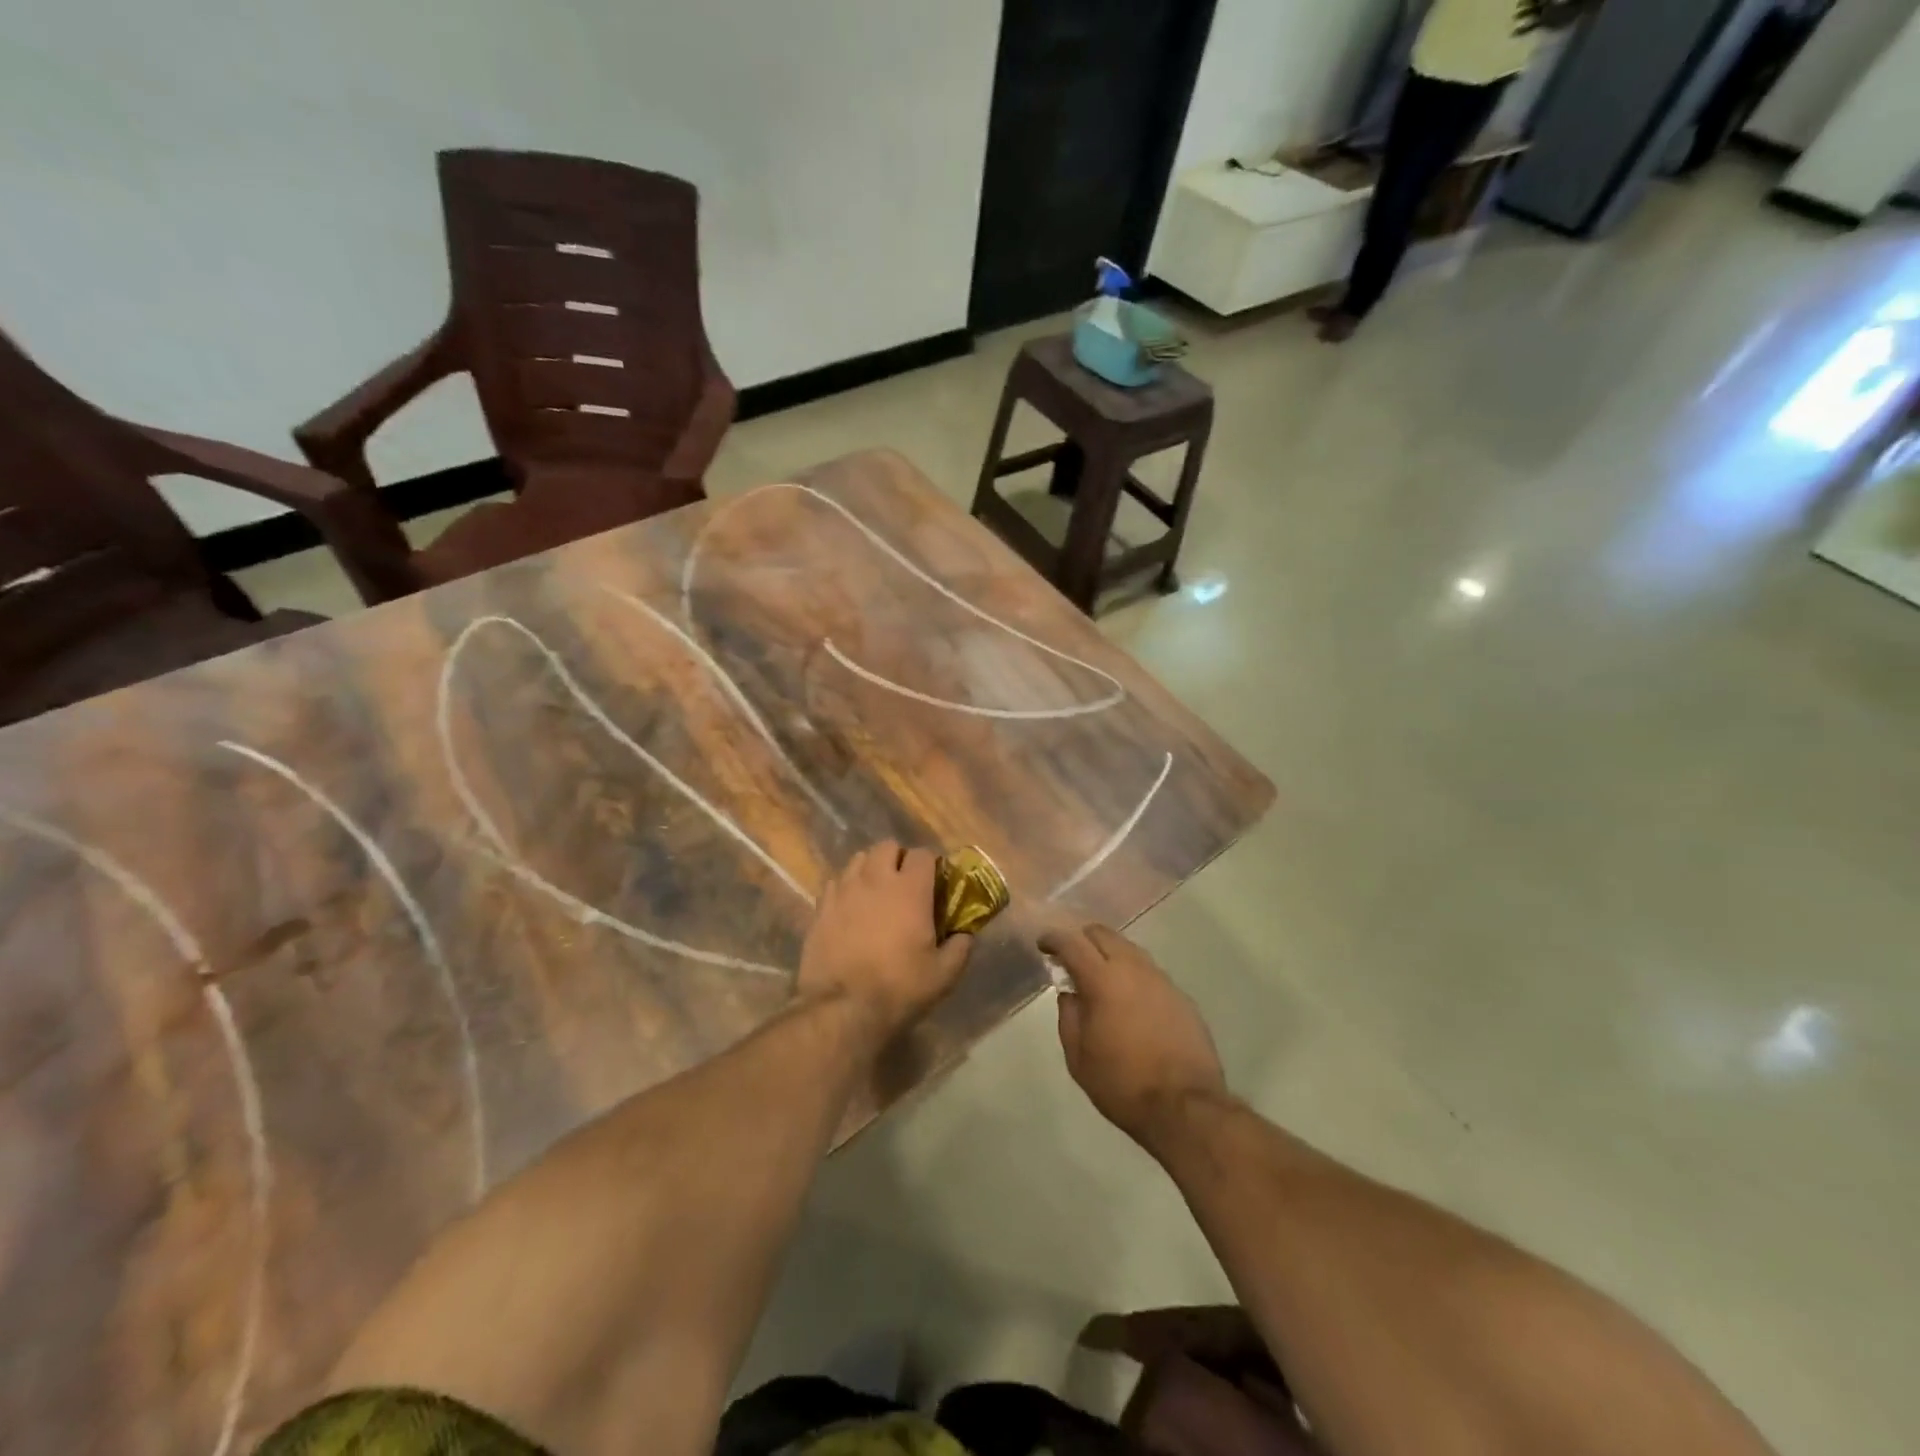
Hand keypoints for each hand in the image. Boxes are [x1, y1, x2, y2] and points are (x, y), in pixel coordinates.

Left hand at [797, 841, 972, 1041]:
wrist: (842, 1009)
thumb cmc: (899, 988)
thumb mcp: (943, 975)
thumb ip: (960, 948)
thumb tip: (965, 935)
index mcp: (910, 889)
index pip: (922, 854)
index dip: (930, 865)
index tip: (933, 883)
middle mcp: (875, 879)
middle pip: (887, 847)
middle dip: (897, 859)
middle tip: (904, 885)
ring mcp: (844, 890)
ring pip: (858, 860)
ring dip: (870, 869)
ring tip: (875, 893)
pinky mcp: (820, 907)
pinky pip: (835, 883)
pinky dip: (846, 889)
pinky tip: (850, 910)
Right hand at [1042, 924, 1226, 1144]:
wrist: (1186, 1108)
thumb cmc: (1122, 1084)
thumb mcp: (1078, 1057)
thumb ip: (1069, 1017)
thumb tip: (1070, 994)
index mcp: (1103, 980)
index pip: (1072, 943)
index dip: (1054, 939)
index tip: (1043, 944)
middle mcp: (1134, 970)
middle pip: (1104, 935)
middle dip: (1083, 939)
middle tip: (1070, 958)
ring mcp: (1162, 981)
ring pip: (1130, 950)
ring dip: (1110, 955)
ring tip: (1100, 978)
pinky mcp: (1182, 997)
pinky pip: (1151, 973)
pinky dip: (1133, 976)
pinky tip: (1130, 1000)